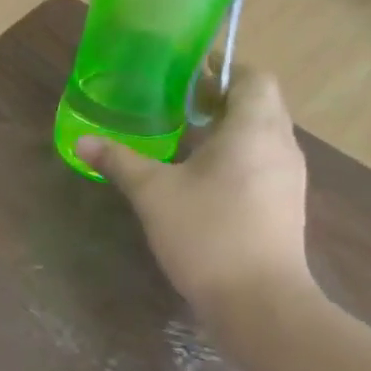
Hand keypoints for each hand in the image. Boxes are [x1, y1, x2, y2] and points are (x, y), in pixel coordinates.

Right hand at [75, 68, 311, 313]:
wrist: (258, 301)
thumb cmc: (207, 234)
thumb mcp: (153, 194)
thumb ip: (119, 161)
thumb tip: (83, 140)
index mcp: (254, 129)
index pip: (252, 77)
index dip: (222, 69)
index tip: (185, 74)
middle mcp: (280, 145)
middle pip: (258, 103)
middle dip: (219, 98)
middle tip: (174, 104)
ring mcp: (287, 177)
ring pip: (260, 135)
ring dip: (226, 129)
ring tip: (182, 138)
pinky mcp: (283, 204)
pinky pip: (261, 162)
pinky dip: (233, 156)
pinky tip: (200, 177)